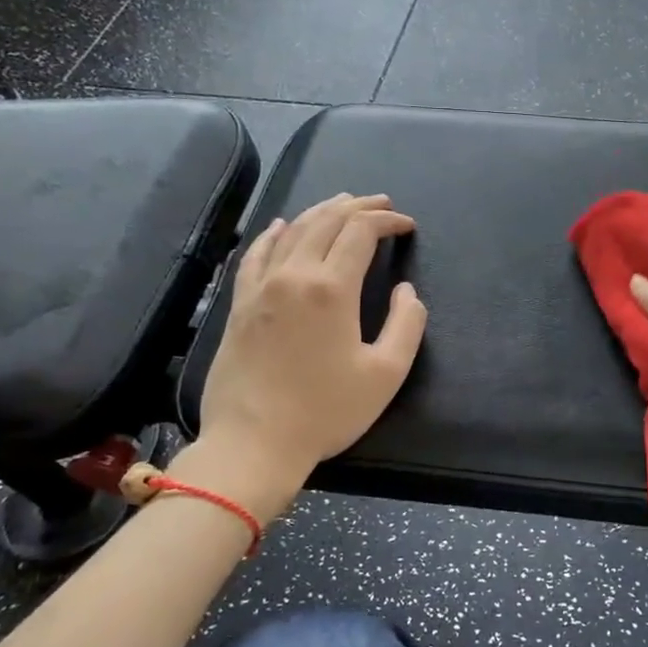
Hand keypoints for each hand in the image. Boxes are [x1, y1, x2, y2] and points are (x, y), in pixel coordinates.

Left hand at [179, 193, 425, 514]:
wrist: (253, 443)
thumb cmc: (326, 411)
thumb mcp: (386, 374)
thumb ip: (406, 324)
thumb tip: (405, 291)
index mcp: (331, 288)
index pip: (361, 232)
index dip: (387, 221)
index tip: (407, 226)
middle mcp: (293, 275)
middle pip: (326, 221)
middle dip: (359, 207)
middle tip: (383, 204)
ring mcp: (261, 287)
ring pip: (292, 230)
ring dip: (322, 211)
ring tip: (344, 203)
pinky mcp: (240, 304)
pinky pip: (256, 254)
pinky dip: (274, 233)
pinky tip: (282, 226)